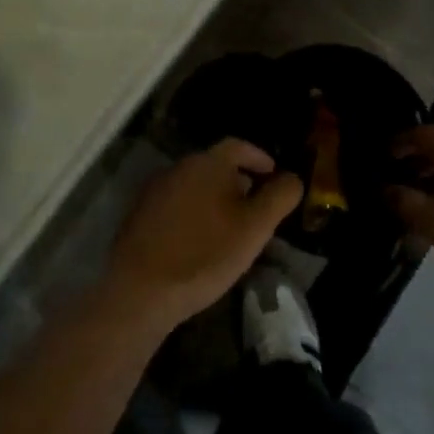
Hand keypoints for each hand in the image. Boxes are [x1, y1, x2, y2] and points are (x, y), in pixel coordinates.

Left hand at [106, 139, 302, 330]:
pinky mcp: (141, 214)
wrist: (142, 288)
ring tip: (230, 227)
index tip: (273, 174)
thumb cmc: (206, 253)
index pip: (238, 145)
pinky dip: (193, 213)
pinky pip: (176, 204)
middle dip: (238, 180)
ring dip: (214, 198)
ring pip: (195, 185)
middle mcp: (180, 166)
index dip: (258, 157)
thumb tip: (292, 177)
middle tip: (255, 207)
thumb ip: (278, 198)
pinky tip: (199, 241)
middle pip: (215, 165)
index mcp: (208, 162)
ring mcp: (156, 189)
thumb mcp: (255, 228)